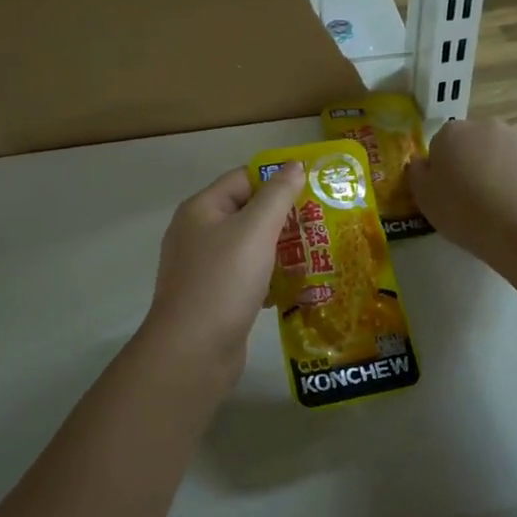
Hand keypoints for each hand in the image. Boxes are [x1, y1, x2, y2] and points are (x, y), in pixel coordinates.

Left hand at [142, 163, 306, 377]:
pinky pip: (247, 276)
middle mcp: (198, 233)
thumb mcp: (255, 230)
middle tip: (324, 223)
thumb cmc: (224, 281)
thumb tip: (294, 165)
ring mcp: (204, 268)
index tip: (314, 189)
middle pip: (247, 212)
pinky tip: (297, 287)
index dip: (277, 180)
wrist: (193, 352)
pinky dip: (270, 277)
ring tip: (319, 253)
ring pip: (250, 247)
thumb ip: (277, 195)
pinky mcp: (214, 297)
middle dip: (284, 217)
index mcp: (201, 209)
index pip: (243, 178)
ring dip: (281, 249)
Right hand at [405, 118, 516, 262]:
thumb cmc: (464, 212)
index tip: (449, 192)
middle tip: (476, 198)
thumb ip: (418, 174)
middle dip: (476, 163)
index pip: (442, 144)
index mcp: (453, 133)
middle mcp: (489, 126)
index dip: (445, 168)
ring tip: (506, 205)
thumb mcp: (425, 200)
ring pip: (509, 152)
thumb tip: (421, 162)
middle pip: (477, 143)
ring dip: (504, 169)